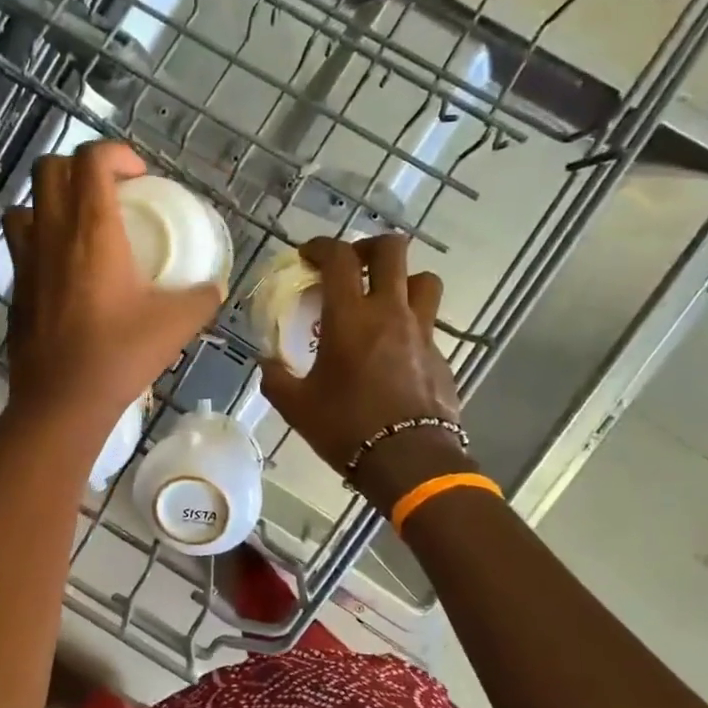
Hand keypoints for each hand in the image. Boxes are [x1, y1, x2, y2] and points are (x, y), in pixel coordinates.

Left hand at [0, 142, 220, 435]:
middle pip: (50, 167)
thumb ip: (202, 298)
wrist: (61, 401)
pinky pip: (19, 240)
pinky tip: (63, 266)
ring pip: (26, 201)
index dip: (115, 153)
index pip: (91, 159)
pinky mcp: (15, 286)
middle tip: (110, 193)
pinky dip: (39, 235)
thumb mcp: (176, 325)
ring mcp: (26, 258)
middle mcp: (52, 233)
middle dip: (80, 166)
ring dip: (52, 199)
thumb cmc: (118, 356)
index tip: (139, 177)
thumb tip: (214, 287)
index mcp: (92, 230)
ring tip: (80, 223)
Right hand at [257, 234, 467, 505]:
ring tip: (382, 299)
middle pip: (393, 251)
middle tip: (352, 264)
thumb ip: (276, 377)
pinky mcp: (440, 355)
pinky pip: (428, 322)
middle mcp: (390, 312)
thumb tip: (268, 364)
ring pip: (423, 280)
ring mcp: (422, 332)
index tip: (308, 255)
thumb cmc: (346, 427)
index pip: (340, 258)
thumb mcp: (297, 406)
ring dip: (402, 279)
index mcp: (350, 317)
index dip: (322, 246)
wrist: (409, 461)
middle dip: (370, 246)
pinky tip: (393, 348)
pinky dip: (410, 322)